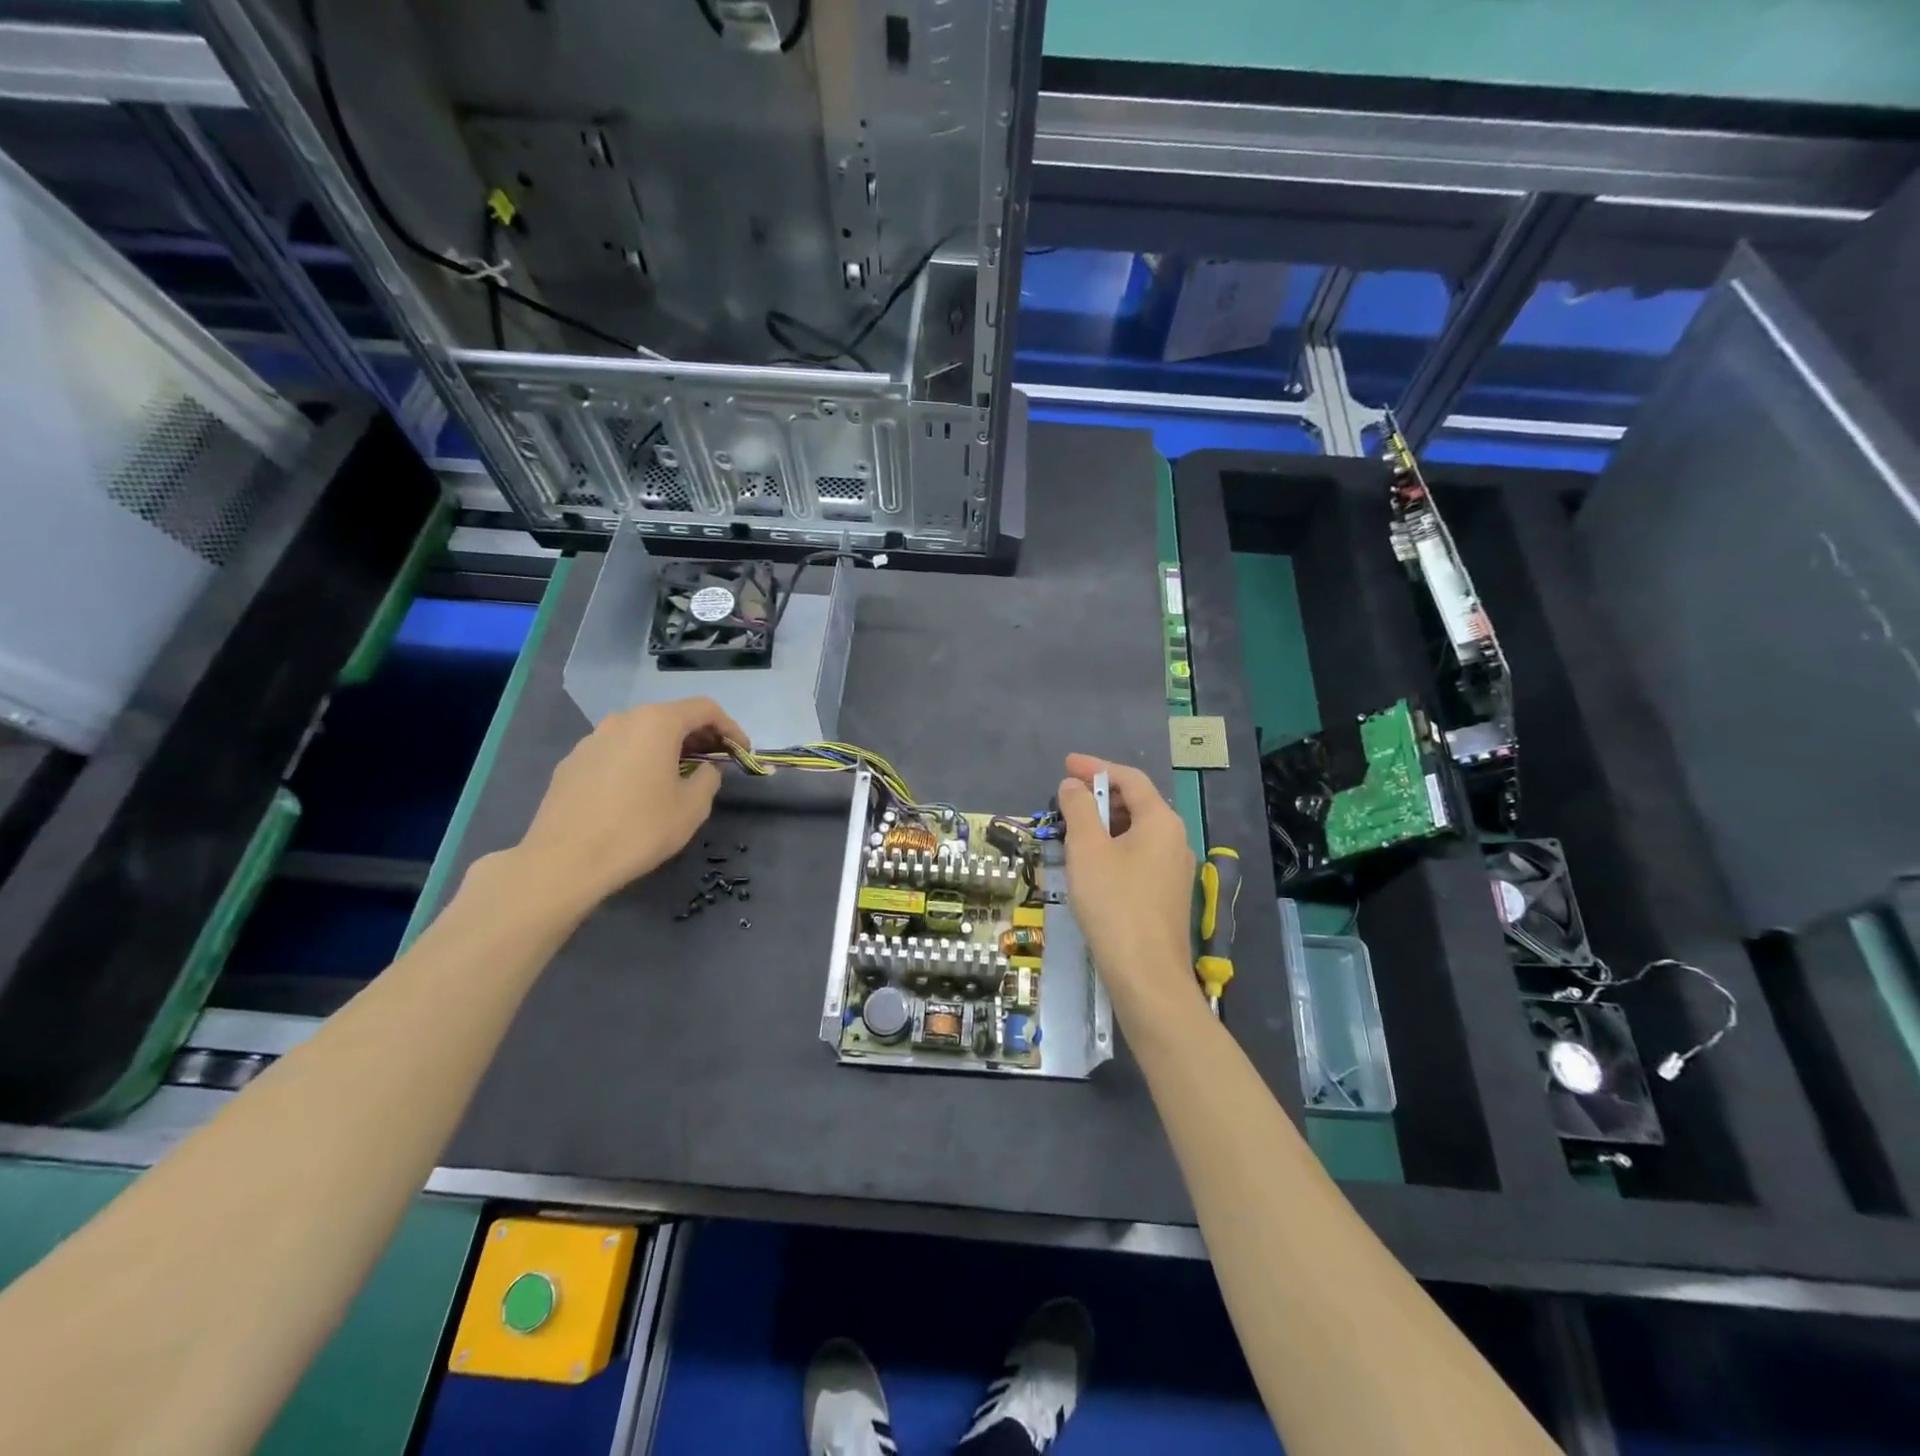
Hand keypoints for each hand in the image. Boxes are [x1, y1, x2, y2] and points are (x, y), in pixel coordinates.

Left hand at [512, 697, 746, 910]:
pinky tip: (639, 791)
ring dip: (666, 748)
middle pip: (671, 717)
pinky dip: (637, 760)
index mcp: (657, 723)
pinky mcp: (572, 762)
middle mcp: (623, 720)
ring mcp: (592, 739)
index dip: (731, 728)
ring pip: (641, 733)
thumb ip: (709, 779)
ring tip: (679, 776)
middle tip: (716, 762)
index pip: (705, 709)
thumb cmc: (639, 829)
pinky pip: (616, 751)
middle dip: (699, 736)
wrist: (564, 860)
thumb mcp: (692, 807)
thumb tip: (705, 769)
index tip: (742, 752)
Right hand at [1057, 755, 1198, 1017]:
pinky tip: (1091, 863)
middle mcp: (1176, 839)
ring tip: (1073, 829)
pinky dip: (1114, 847)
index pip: (1130, 778)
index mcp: (1162, 821)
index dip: (1096, 767)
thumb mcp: (1087, 849)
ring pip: (1137, 831)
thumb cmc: (1114, 903)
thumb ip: (1079, 809)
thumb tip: (1073, 786)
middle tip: (1066, 798)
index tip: (1065, 765)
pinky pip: (1139, 855)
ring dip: (1105, 823)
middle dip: (1100, 796)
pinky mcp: (1167, 894)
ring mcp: (1175, 869)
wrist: (1146, 974)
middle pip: (1137, 803)